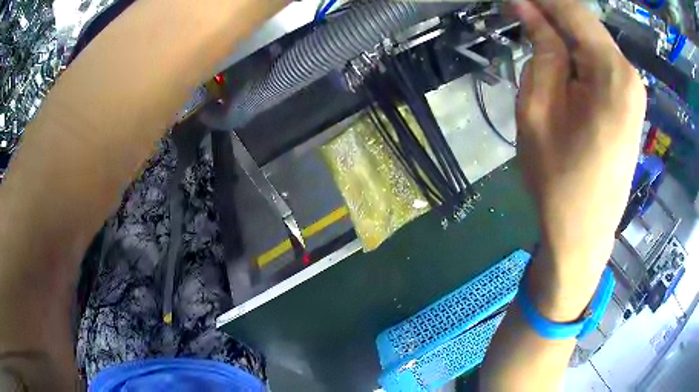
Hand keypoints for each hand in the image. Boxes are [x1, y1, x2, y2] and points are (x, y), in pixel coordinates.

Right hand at [512, 0, 645, 315]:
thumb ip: (541, 51)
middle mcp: (630, 75)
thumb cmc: (557, 179)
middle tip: (518, 15)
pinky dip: (576, 54)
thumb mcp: (538, 108)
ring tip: (533, 38)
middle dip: (550, 14)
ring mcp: (633, 91)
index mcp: (612, 72)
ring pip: (593, 42)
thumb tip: (527, 9)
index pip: (572, 10)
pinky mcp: (630, 104)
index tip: (513, 0)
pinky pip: (600, 63)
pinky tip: (559, 62)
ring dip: (562, 35)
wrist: (583, 234)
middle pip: (586, 24)